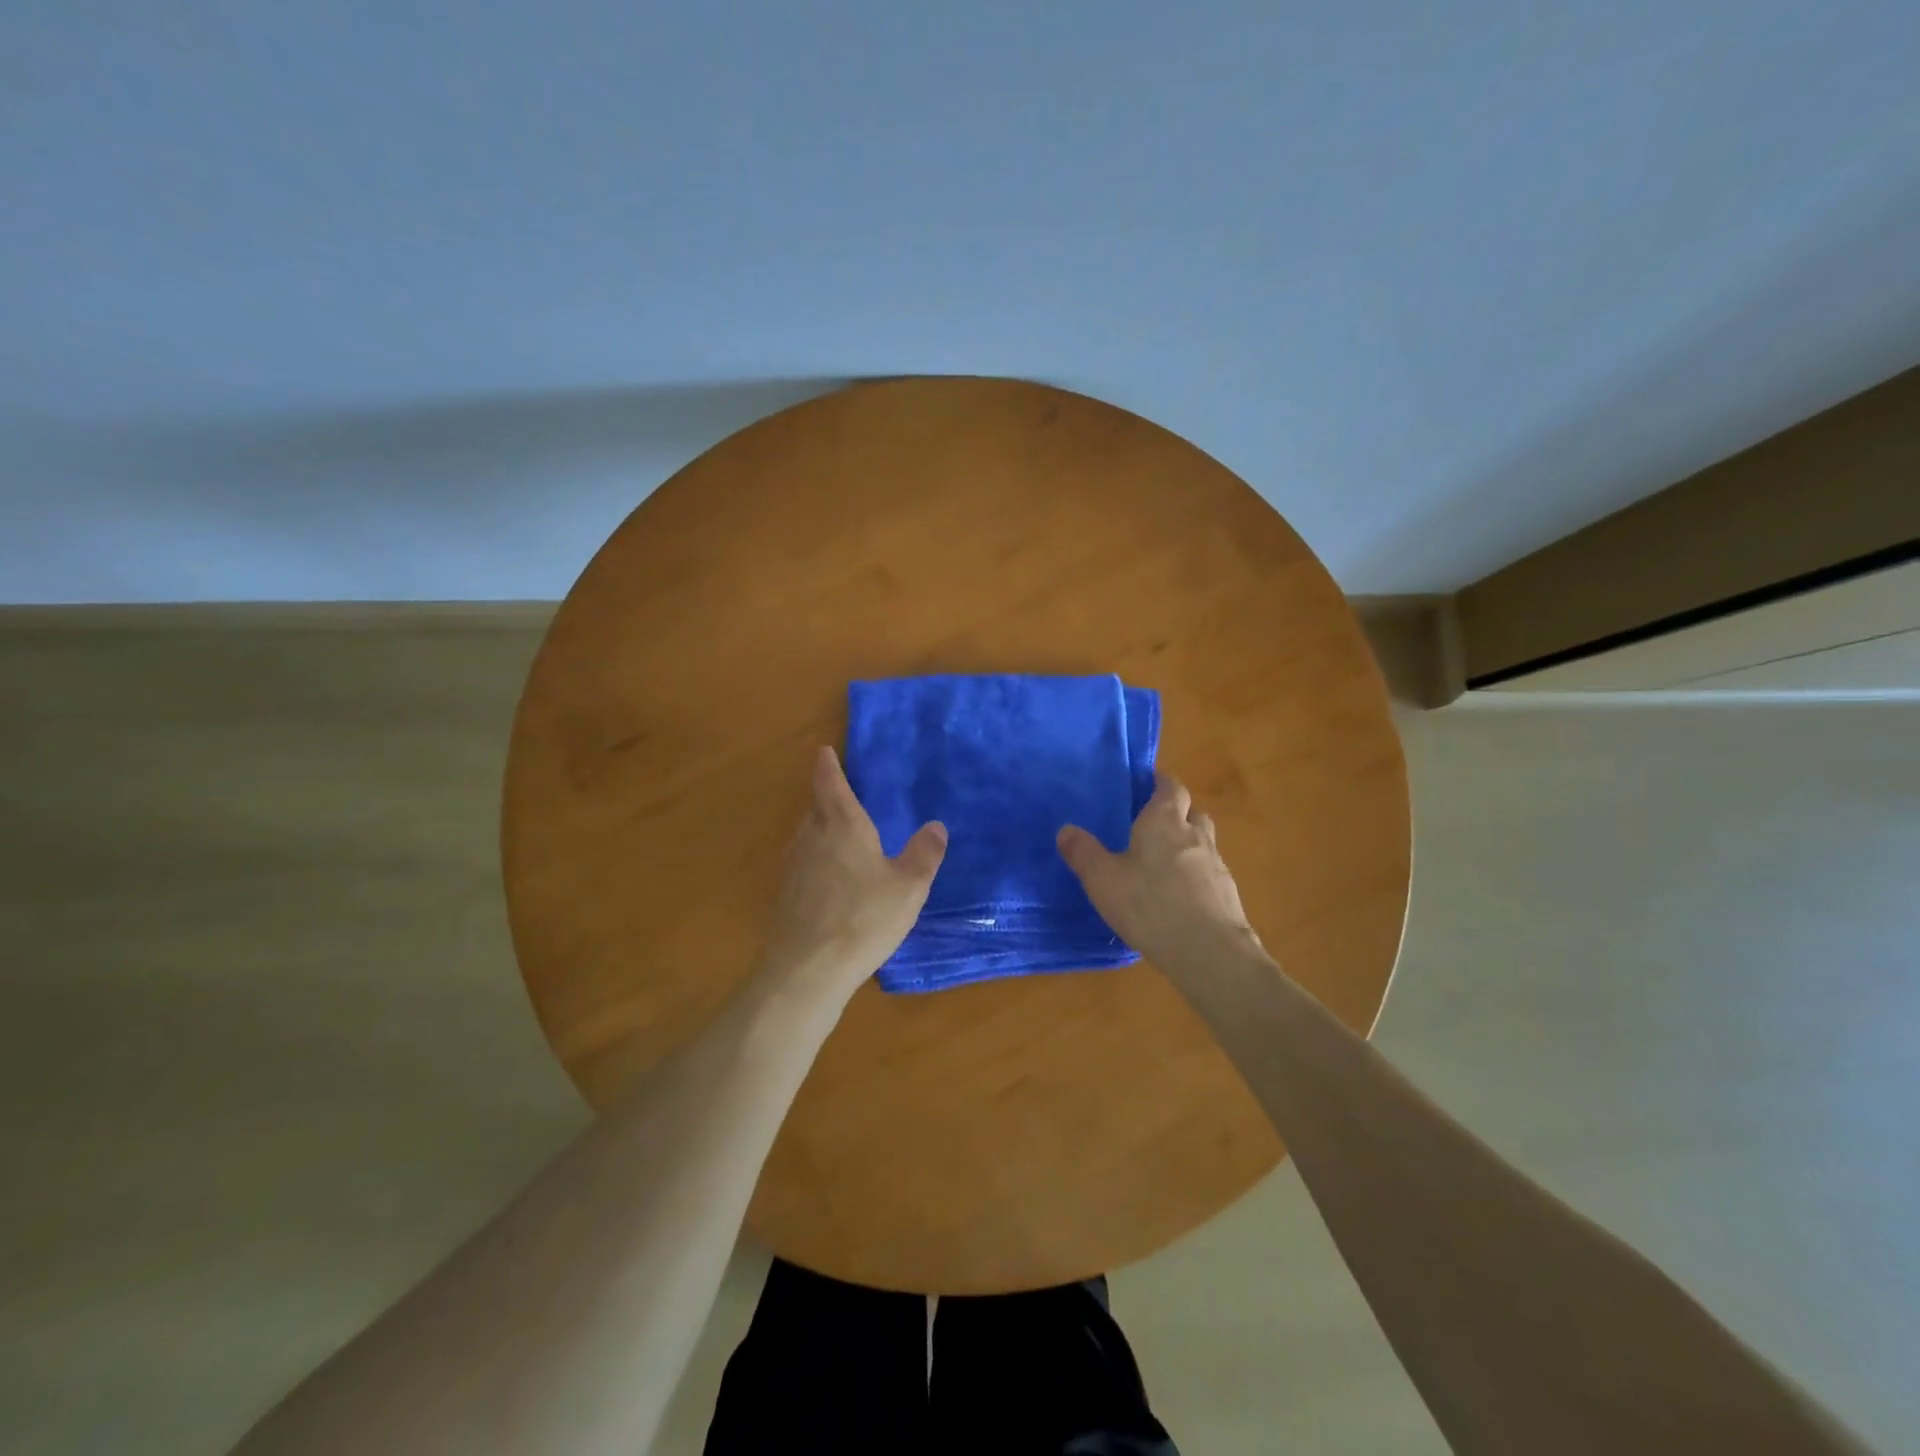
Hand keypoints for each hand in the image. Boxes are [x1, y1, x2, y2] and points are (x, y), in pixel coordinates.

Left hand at [760, 746, 946, 995]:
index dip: (827, 766)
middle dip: (827, 798)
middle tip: (844, 796)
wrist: (807, 969)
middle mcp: (811, 837)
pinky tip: (830, 880)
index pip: (830, 783)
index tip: (823, 751)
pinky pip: (802, 863)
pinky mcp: (785, 895)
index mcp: (842, 825)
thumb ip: (924, 853)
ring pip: (806, 836)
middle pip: (815, 808)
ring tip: (840, 835)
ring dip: (820, 829)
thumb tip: (936, 826)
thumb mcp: (909, 886)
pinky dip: (815, 860)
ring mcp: (793, 867)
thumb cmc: (864, 918)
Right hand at [1057, 772, 1260, 973]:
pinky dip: (1196, 876)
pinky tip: (1179, 897)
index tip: (1147, 784)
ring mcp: (1217, 865)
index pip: (1170, 787)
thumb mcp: (1102, 879)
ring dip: (1188, 845)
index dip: (1161, 782)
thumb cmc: (1149, 904)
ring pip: (1203, 843)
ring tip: (1163, 862)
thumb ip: (1083, 852)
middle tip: (1152, 824)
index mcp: (1164, 821)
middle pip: (1192, 812)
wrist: (1209, 952)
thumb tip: (1065, 829)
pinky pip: (1209, 874)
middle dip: (1176, 812)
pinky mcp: (1227, 895)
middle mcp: (1195, 835)